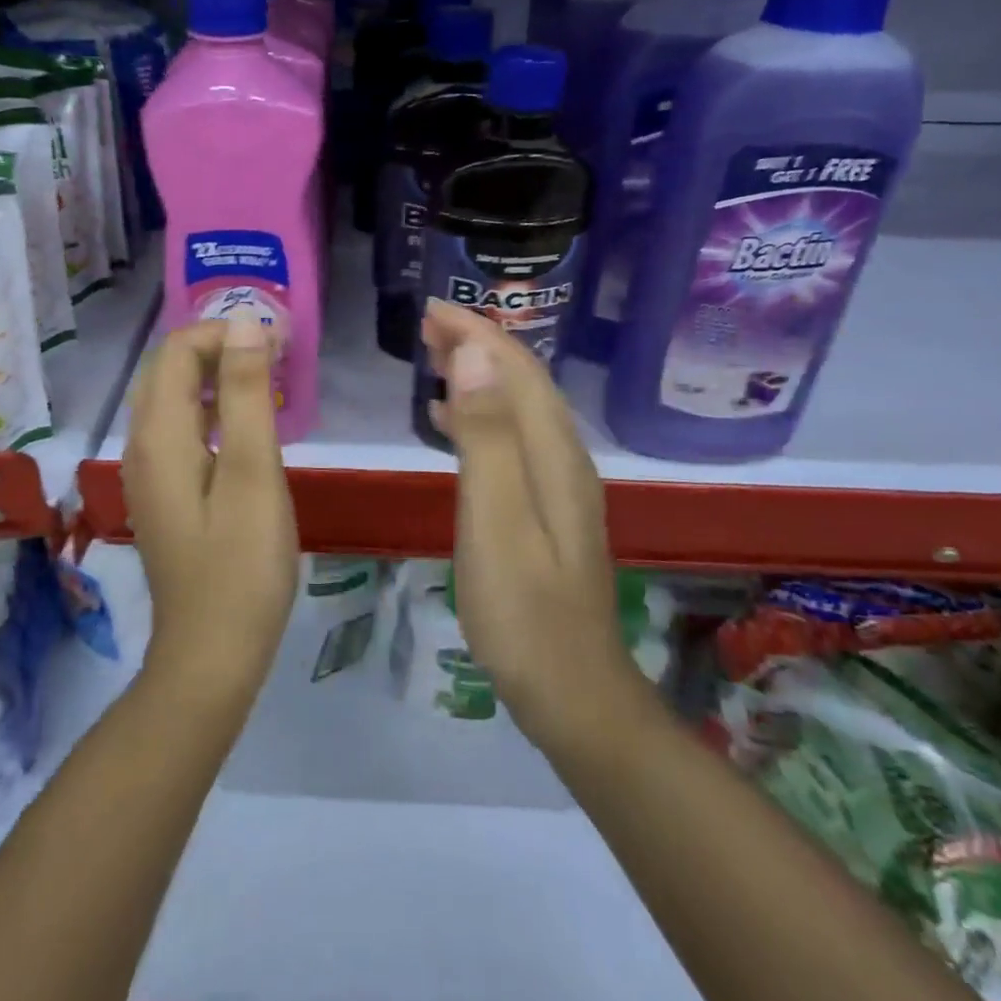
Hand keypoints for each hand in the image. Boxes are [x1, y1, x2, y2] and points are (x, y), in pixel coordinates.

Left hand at [121, 317, 299, 697]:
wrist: (212, 653)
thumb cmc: (242, 564)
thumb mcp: (253, 473)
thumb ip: (246, 394)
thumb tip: (246, 324)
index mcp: (159, 434)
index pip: (177, 350)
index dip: (225, 332)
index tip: (278, 344)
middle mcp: (142, 444)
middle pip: (168, 369)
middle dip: (219, 347)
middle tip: (276, 357)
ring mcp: (148, 471)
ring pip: (172, 398)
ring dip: (215, 376)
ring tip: (267, 381)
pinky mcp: (164, 493)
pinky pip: (180, 428)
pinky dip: (211, 408)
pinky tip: (246, 426)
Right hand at [420, 298, 636, 746]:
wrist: (572, 692)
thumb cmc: (523, 611)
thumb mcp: (495, 520)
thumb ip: (486, 436)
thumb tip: (475, 354)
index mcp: (553, 454)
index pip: (516, 369)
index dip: (477, 331)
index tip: (431, 308)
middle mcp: (564, 458)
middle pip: (523, 381)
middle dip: (479, 342)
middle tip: (427, 322)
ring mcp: (559, 485)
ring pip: (519, 407)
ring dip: (480, 373)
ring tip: (435, 354)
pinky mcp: (547, 508)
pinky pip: (513, 438)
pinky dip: (481, 413)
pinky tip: (451, 420)